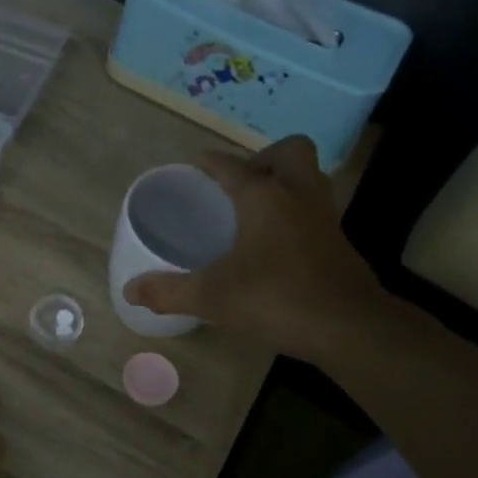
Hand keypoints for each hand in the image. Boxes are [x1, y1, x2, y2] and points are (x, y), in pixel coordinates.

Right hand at [122, 136, 393, 356]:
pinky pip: (316, 208)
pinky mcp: (339, 241)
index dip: (210, 162)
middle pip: (290, 151)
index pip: (231, 166)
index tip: (197, 162)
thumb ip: (168, 291)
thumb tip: (129, 290)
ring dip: (286, 181)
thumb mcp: (212, 298)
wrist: (348, 327)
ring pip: (309, 177)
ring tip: (258, 207)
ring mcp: (324, 217)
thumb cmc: (275, 299)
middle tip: (241, 183)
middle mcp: (297, 195)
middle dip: (264, 157)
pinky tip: (278, 242)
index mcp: (263, 197)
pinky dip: (296, 212)